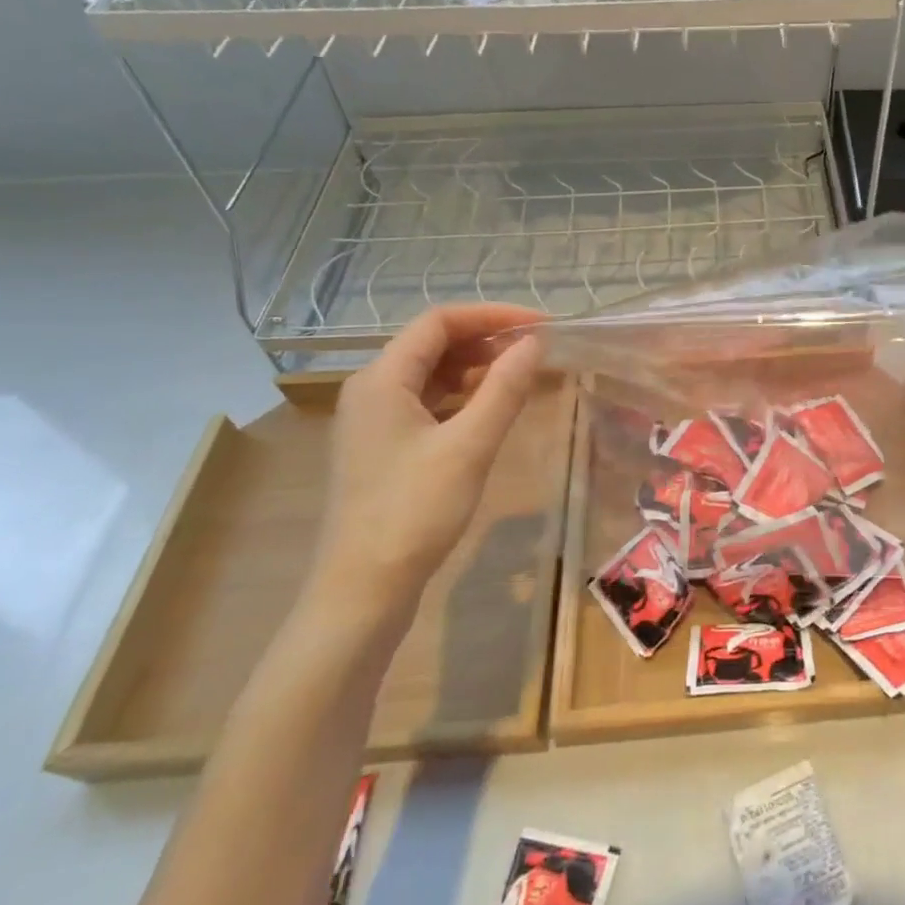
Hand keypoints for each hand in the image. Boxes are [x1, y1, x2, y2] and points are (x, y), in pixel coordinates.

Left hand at [312, 304, 545, 619]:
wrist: (363, 590)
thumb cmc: (415, 511)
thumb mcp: (469, 446)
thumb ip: (504, 389)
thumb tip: (534, 344)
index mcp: (382, 379)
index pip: (439, 322)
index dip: (492, 315)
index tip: (541, 325)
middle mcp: (371, 390)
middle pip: (432, 344)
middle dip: (486, 339)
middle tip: (537, 349)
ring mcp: (374, 421)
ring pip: (430, 375)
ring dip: (476, 367)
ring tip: (522, 374)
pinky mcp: (383, 449)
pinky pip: (427, 403)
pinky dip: (462, 396)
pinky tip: (492, 409)